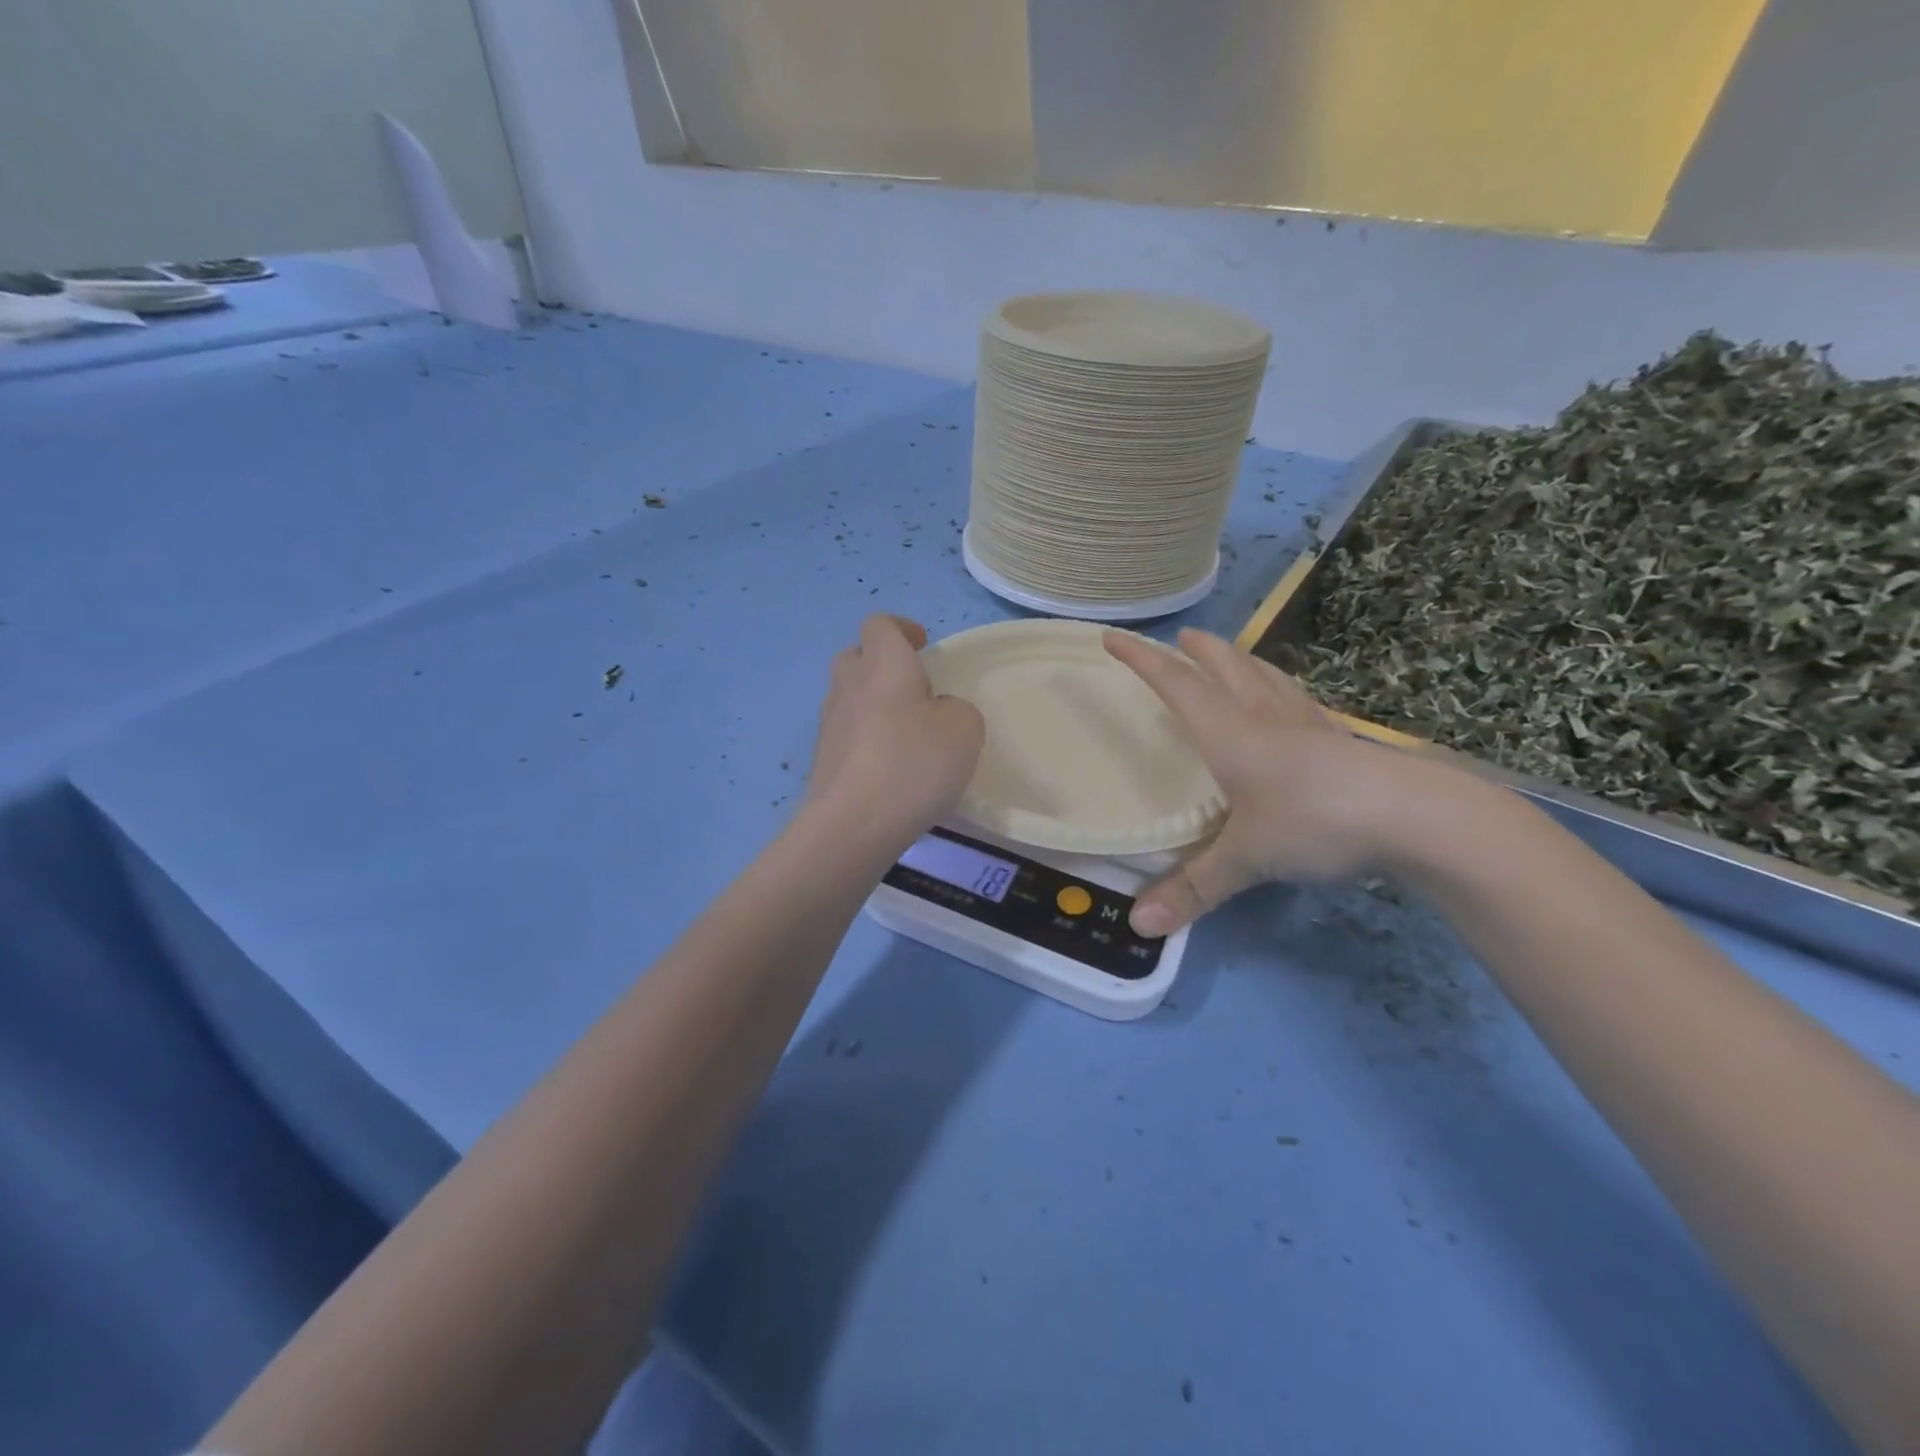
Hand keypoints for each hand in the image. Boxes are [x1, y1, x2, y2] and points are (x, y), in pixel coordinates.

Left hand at [805, 615, 984, 848]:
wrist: (852, 824)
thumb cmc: (913, 764)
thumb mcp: (965, 730)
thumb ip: (958, 710)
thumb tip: (937, 713)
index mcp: (884, 665)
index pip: (880, 624)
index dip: (902, 629)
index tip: (923, 647)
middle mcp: (849, 685)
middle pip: (856, 656)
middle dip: (882, 664)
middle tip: (914, 689)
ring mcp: (829, 723)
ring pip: (849, 696)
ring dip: (873, 703)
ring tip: (905, 734)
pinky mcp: (822, 758)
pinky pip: (846, 733)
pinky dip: (866, 738)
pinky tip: (889, 768)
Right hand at [1104, 628, 1437, 935]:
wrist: (1417, 817)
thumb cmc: (1316, 822)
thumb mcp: (1247, 860)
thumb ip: (1194, 889)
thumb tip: (1138, 926)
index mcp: (1231, 734)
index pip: (1176, 686)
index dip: (1142, 661)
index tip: (1114, 638)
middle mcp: (1265, 719)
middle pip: (1226, 669)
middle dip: (1199, 651)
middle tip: (1182, 637)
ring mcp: (1309, 726)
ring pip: (1267, 679)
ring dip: (1243, 661)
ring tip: (1231, 655)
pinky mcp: (1343, 742)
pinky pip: (1299, 701)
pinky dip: (1281, 690)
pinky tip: (1291, 704)